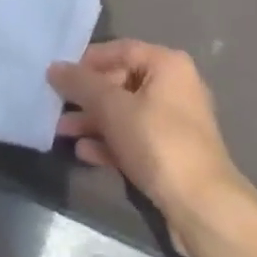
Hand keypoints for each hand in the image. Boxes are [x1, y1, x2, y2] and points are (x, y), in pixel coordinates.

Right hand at [48, 40, 256, 233]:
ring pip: (126, 113)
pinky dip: (111, 142)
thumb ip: (82, 85)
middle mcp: (174, 86)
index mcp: (167, 64)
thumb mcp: (113, 108)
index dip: (88, 60)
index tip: (60, 75)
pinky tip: (85, 153)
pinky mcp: (171, 154)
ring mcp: (174, 122)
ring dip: (94, 122)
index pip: (121, 49)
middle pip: (122, 82)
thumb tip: (54, 67)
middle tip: (57, 108)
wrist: (202, 207)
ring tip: (63, 133)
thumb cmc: (158, 142)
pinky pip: (135, 138)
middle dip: (88, 97)